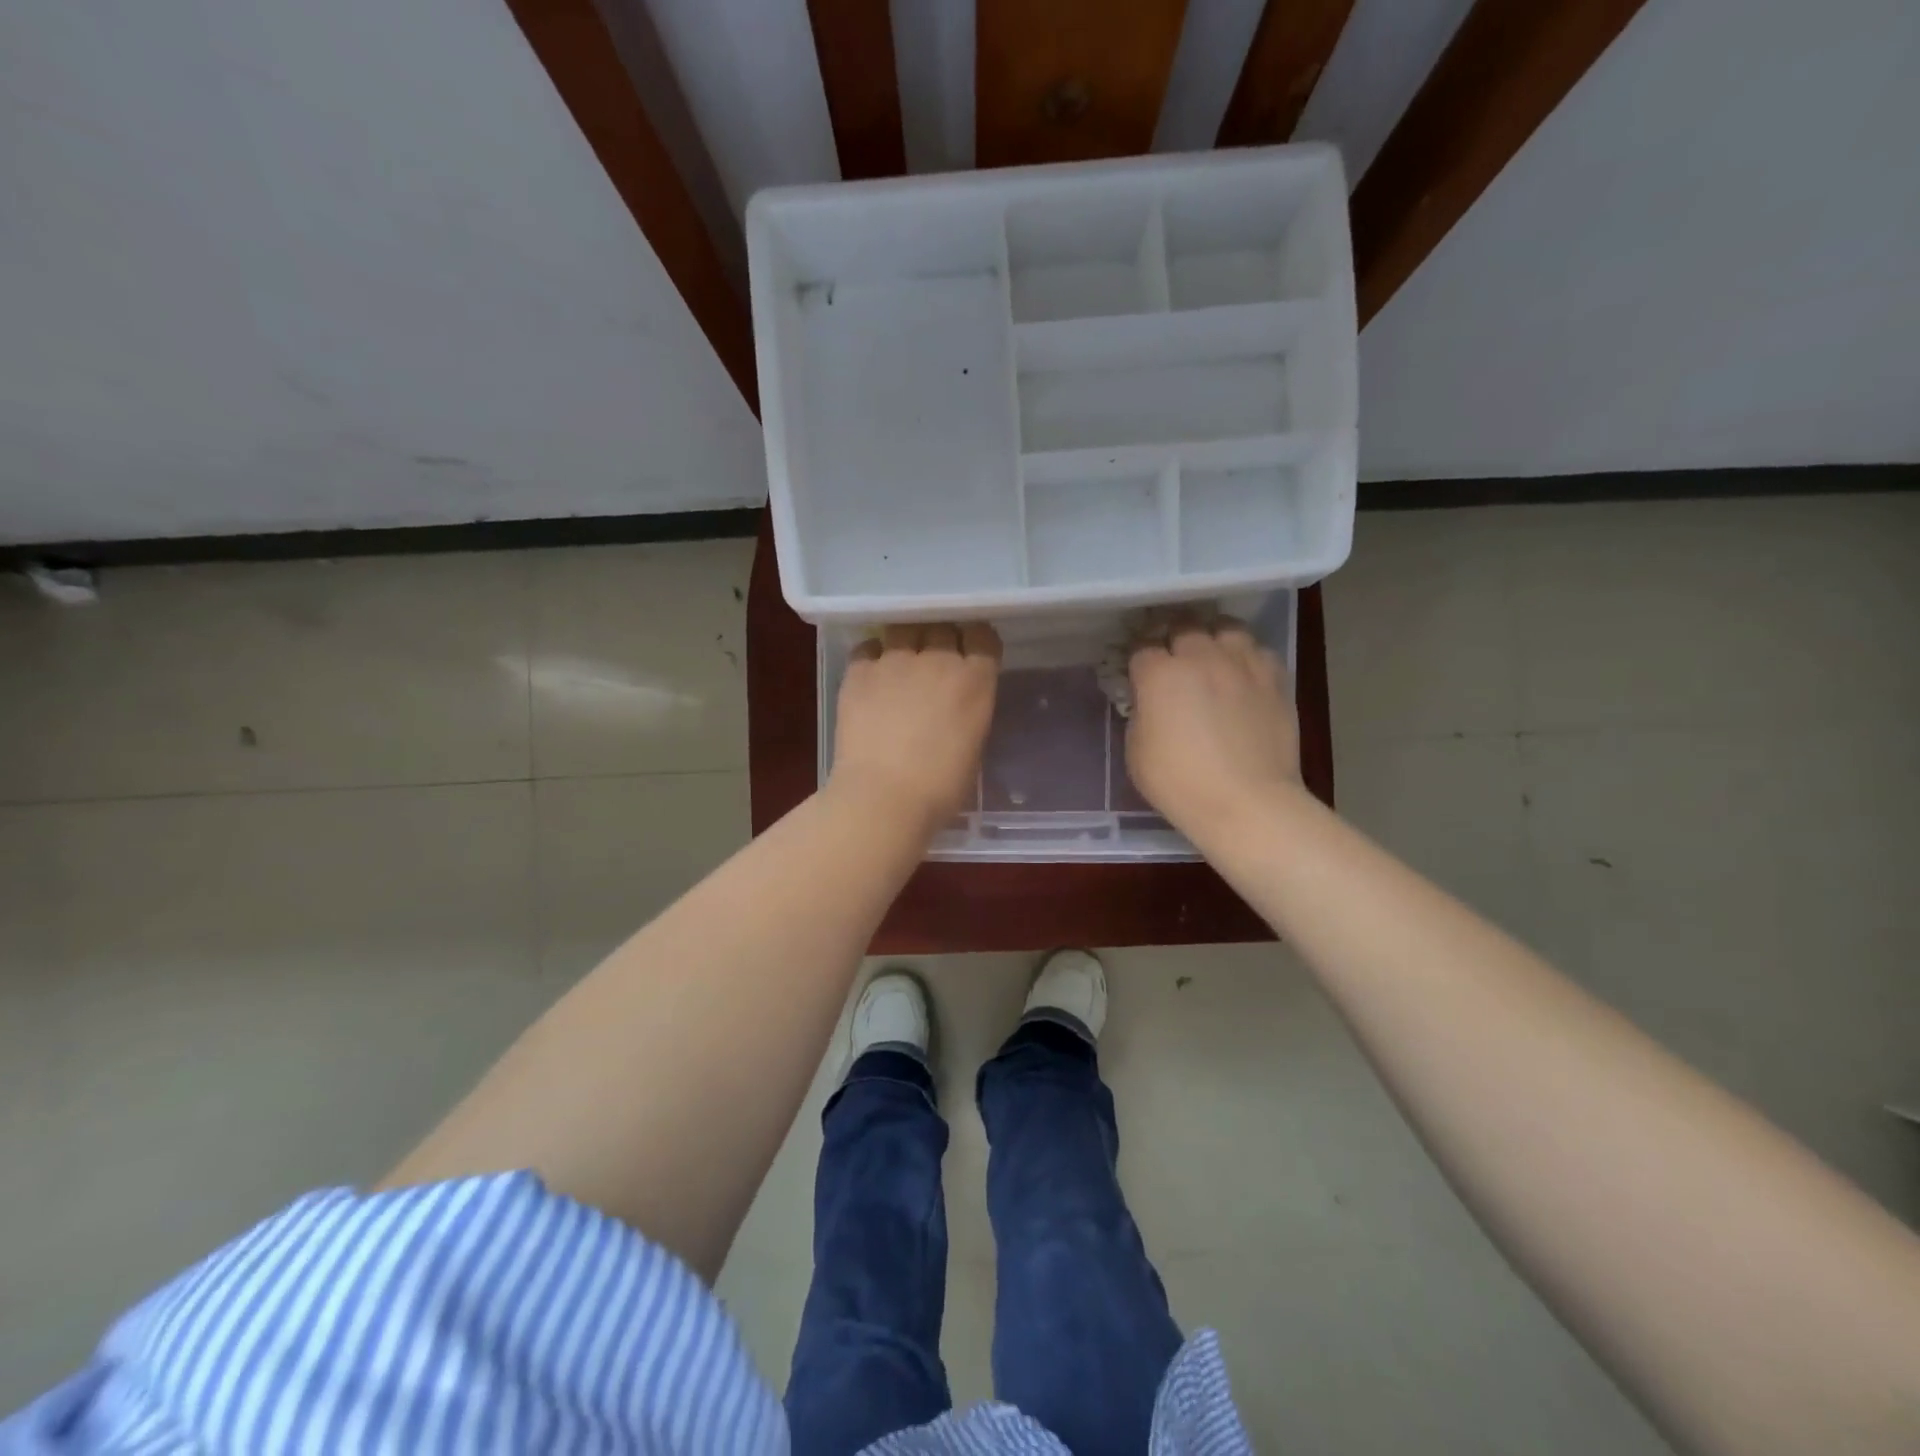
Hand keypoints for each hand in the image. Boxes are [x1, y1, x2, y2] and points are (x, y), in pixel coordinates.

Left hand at [831, 623, 1000, 832]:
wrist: (883, 796)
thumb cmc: (940, 788)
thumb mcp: (972, 746)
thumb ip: (968, 712)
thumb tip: (955, 705)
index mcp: (975, 681)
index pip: (983, 636)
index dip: (976, 641)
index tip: (970, 652)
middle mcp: (938, 660)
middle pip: (942, 627)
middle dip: (940, 638)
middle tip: (933, 660)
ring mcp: (895, 661)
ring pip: (904, 630)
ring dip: (906, 641)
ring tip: (900, 662)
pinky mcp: (859, 671)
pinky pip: (867, 648)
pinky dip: (872, 656)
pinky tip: (871, 675)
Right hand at [1126, 614, 1299, 844]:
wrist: (1247, 803)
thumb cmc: (1180, 784)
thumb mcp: (1136, 752)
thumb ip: (1141, 715)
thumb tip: (1149, 702)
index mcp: (1160, 674)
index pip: (1142, 648)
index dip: (1138, 660)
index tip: (1138, 674)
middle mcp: (1201, 657)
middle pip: (1183, 627)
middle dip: (1173, 640)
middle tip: (1173, 661)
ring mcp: (1242, 664)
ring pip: (1225, 629)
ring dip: (1213, 639)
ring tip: (1211, 656)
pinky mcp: (1276, 679)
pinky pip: (1258, 651)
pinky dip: (1246, 657)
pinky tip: (1242, 674)